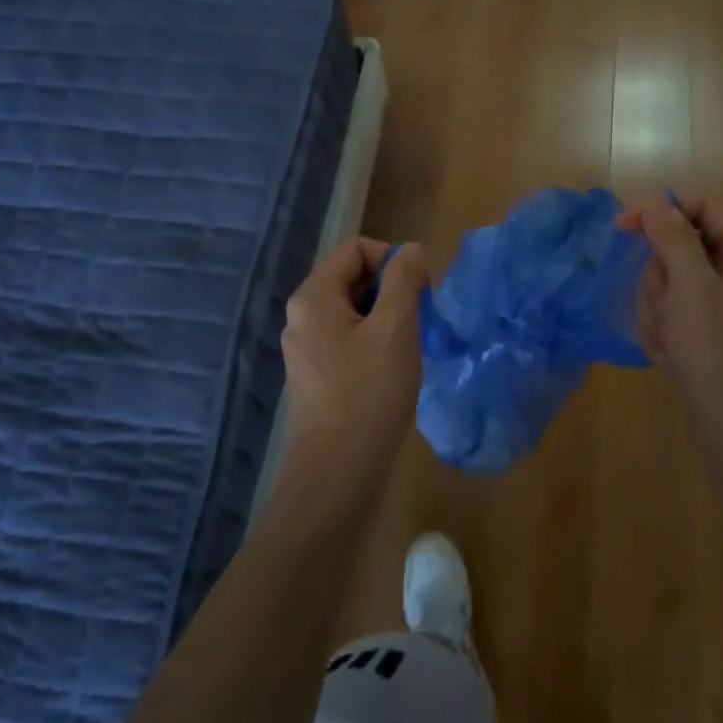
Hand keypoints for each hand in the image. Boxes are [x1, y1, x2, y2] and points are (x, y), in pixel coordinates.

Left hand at [278, 238, 429, 499]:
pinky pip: (348, 340)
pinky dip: (374, 342)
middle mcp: (302, 316)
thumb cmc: (369, 394)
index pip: (355, 249)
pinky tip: (393, 370)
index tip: (421, 290)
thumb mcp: (395, 330)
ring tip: (410, 347)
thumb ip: (404, 281)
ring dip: (387, 318)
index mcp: (314, 297)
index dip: (392, 258)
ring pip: (353, 311)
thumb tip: (411, 249)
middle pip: (352, 277)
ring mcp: (306, 348)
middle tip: (421, 320)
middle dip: (391, 289)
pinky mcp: (316, 375)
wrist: (337, 473)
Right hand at [618, 197, 722, 446]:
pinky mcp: (713, 340)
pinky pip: (676, 317)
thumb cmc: (720, 358)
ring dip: (659, 310)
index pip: (704, 209)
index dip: (663, 212)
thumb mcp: (692, 290)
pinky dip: (665, 333)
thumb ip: (673, 238)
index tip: (622, 227)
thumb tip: (656, 201)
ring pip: (673, 286)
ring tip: (669, 342)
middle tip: (667, 309)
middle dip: (662, 278)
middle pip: (683, 249)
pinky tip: (670, 358)